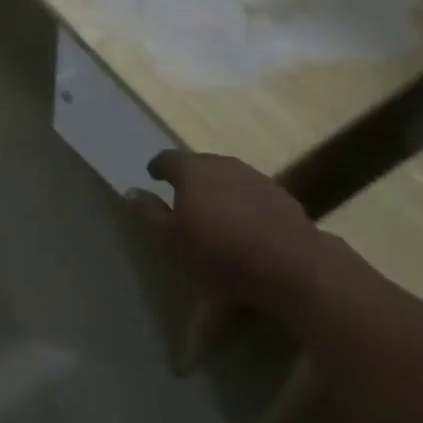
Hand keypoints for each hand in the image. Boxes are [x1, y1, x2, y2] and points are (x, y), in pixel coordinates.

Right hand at [127, 151, 320, 311]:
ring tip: (212, 209)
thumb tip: (131, 191)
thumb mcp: (174, 241)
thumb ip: (151, 213)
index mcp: (192, 170)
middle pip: (199, 164)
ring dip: (216, 187)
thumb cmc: (221, 254)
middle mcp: (222, 163)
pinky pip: (249, 190)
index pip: (168, 159)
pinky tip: (243, 221)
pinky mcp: (279, 194)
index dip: (158, 167)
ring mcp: (254, 176)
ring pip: (226, 175)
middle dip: (188, 177)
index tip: (152, 176)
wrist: (290, 264)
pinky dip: (240, 200)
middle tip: (181, 196)